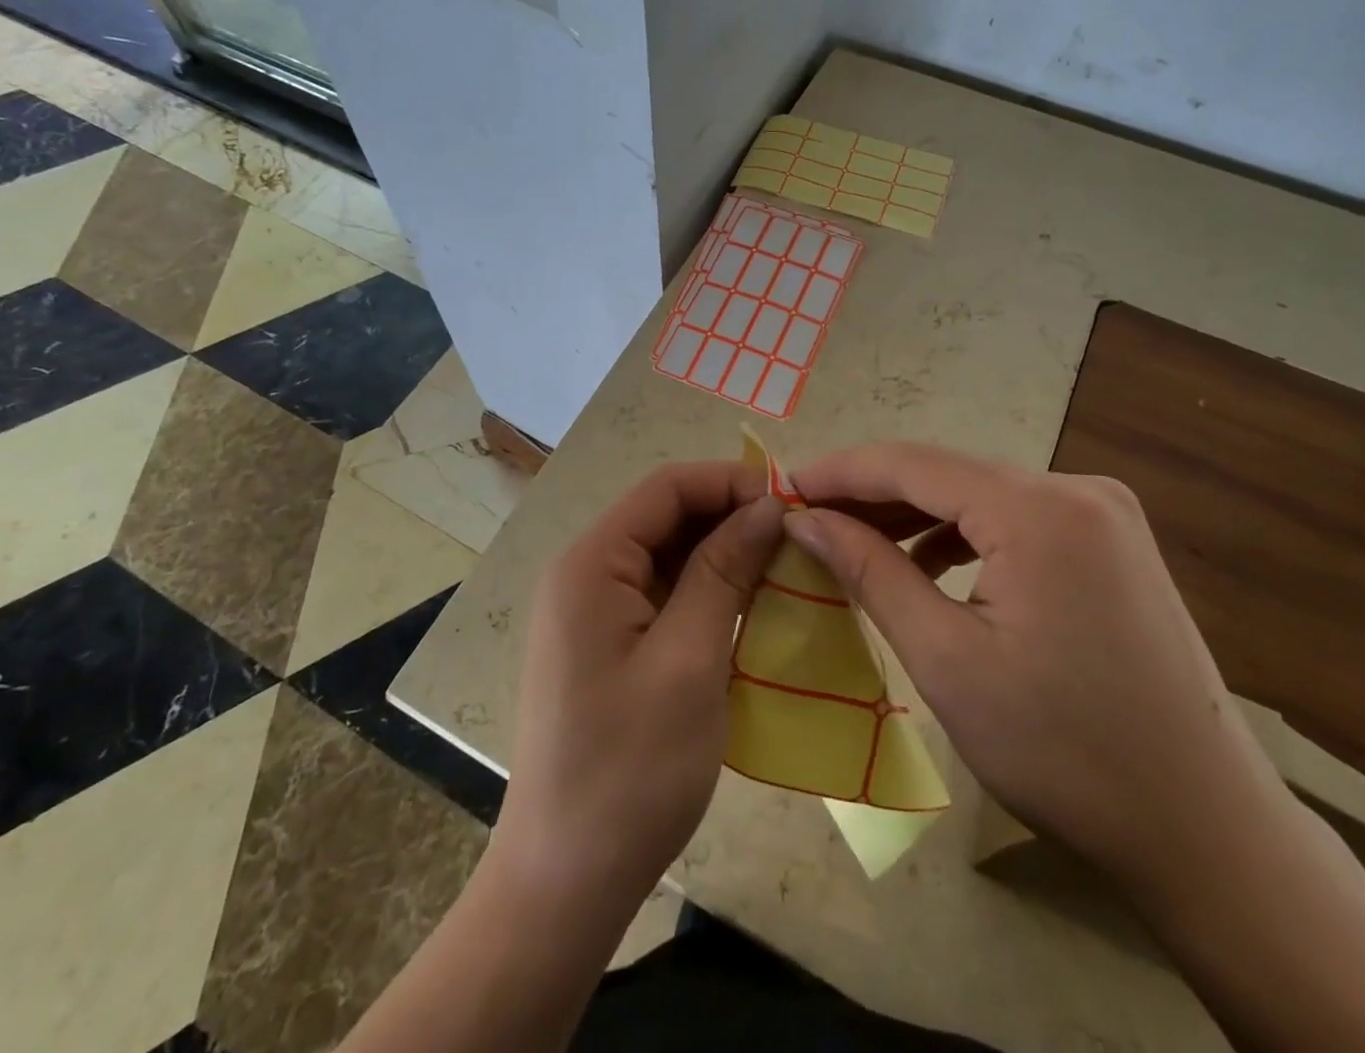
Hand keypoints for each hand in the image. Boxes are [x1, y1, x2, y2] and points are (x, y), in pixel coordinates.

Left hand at [497, 462, 784, 916]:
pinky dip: (705, 591)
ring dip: (723, 555)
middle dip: (730, 517)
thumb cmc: (630, 770)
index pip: (666, 487)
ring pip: (666, 555)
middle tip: (799, 539)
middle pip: (664, 516)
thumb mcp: (689, 661)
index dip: (730, 482)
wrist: (565, 882)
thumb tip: (767, 506)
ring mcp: (592, 611)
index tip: (793, 504)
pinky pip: (661, 594)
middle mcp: (585, 573)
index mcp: (592, 563)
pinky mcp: (606, 645)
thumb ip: (724, 571)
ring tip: (785, 569)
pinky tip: (749, 608)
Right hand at [785, 442, 1289, 886]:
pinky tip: (924, 564)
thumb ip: (870, 571)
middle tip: (806, 518)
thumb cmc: (1064, 750)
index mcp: (1038, 508)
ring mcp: (1101, 513)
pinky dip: (960, 535)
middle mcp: (1075, 488)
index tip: (781, 487)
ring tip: (851, 541)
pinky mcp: (1109, 542)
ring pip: (978, 494)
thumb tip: (805, 520)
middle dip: (871, 493)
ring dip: (912, 514)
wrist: (1206, 830)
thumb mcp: (947, 659)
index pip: (911, 462)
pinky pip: (1013, 519)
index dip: (839, 472)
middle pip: (946, 473)